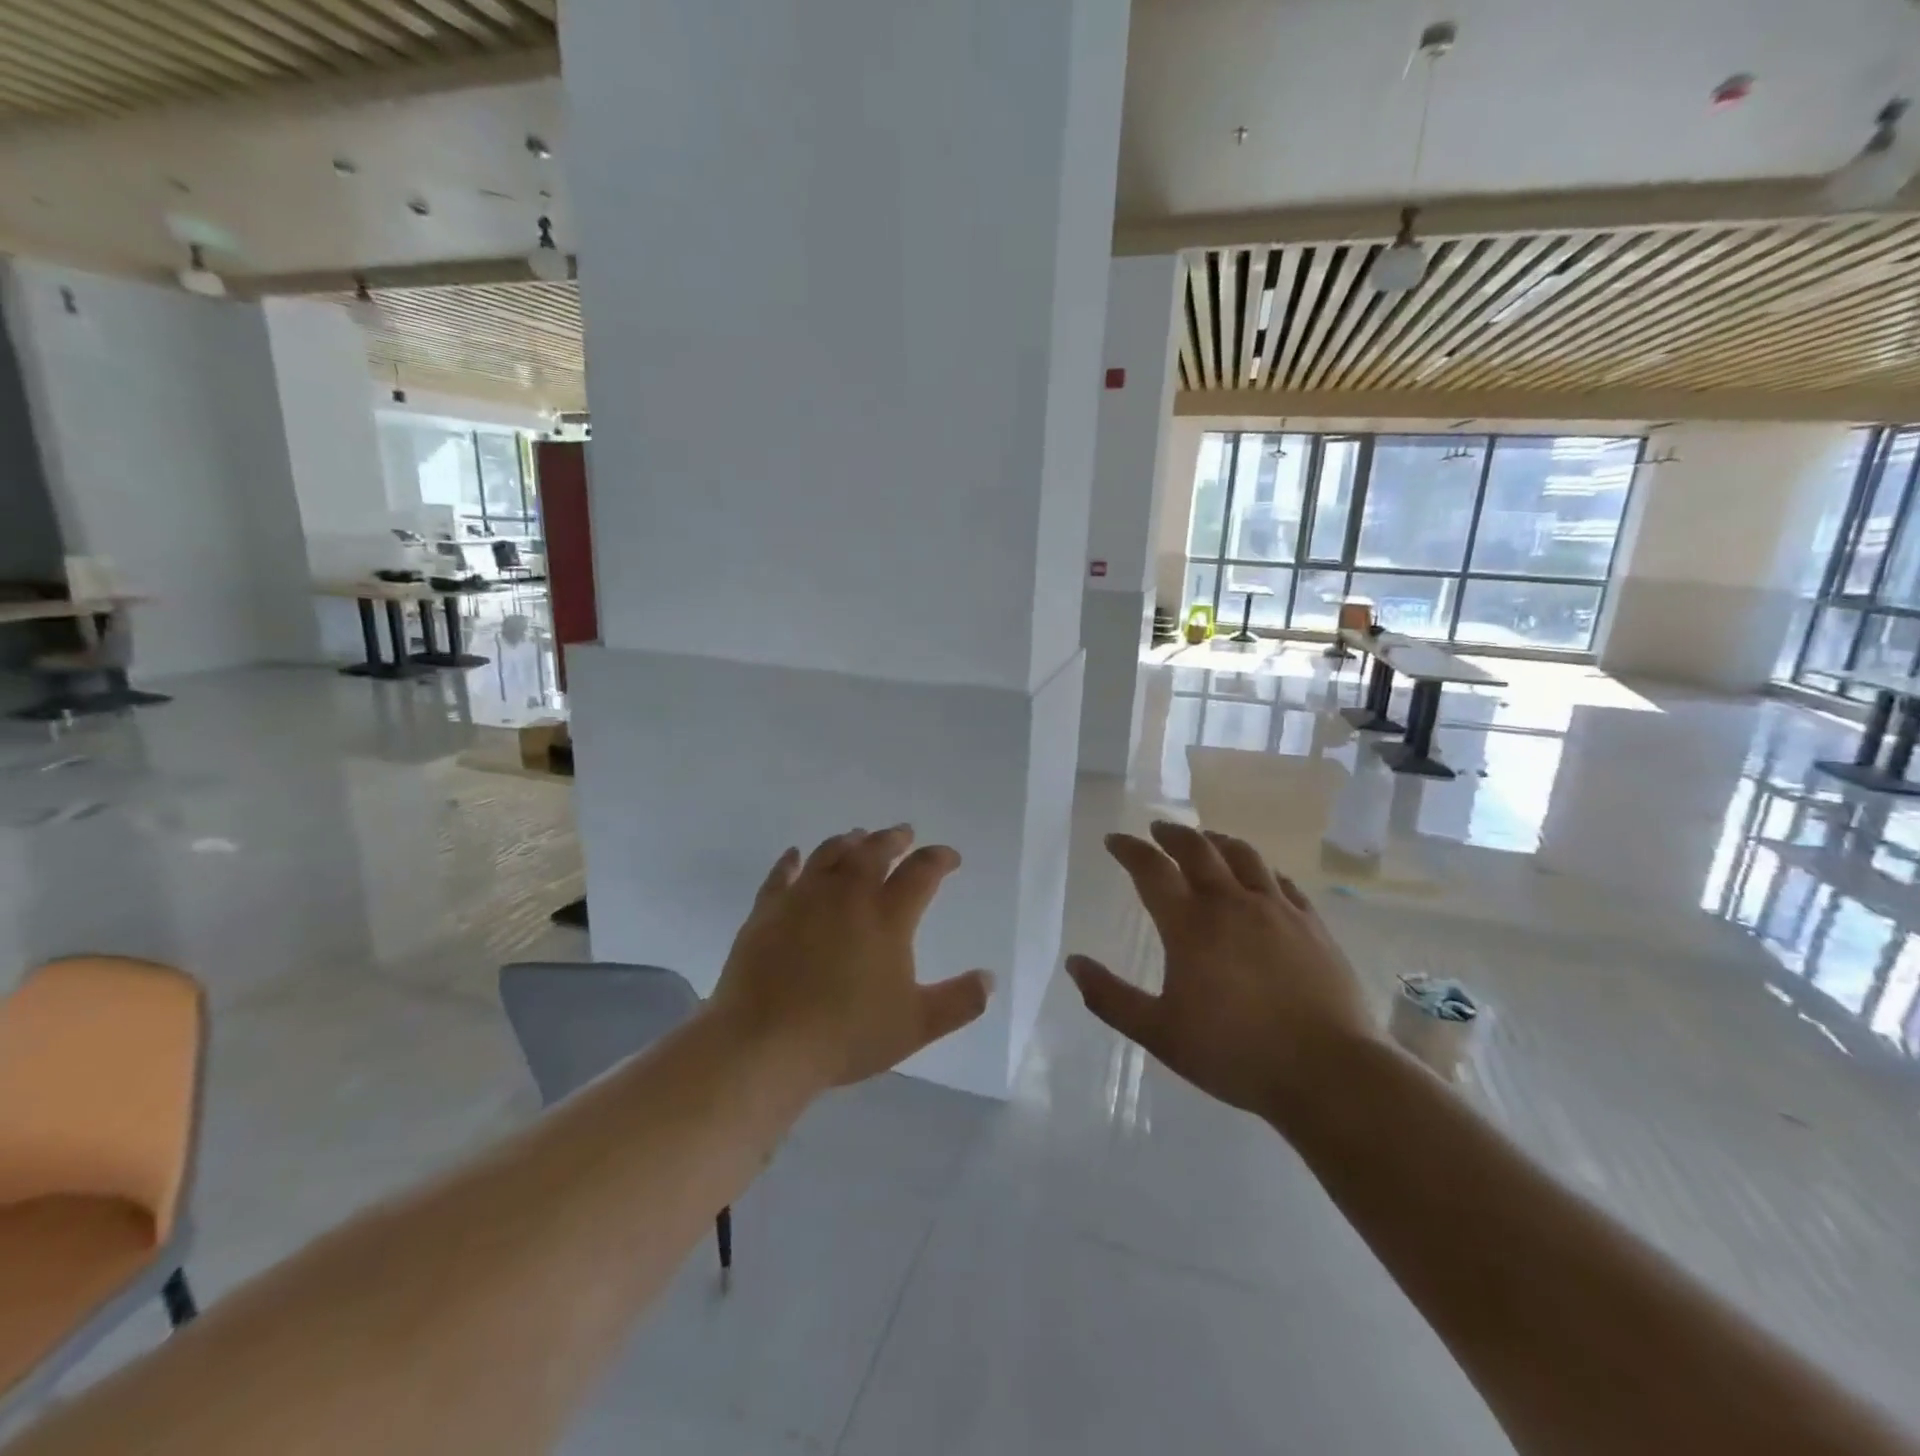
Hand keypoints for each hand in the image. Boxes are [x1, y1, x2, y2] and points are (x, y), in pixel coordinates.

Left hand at [711, 826, 994, 1087]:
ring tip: (858, 836)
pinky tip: (795, 855)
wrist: (766, 1042)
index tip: (950, 857)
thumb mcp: (915, 1025)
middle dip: (894, 838)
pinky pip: (781, 874)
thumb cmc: (846, 1034)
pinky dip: (791, 861)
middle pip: (874, 851)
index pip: (921, 872)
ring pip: (830, 854)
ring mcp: (803, 898)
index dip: (940, 859)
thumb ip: (958, 1001)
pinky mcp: (767, 910)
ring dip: (849, 841)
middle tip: (904, 833)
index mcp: (887, 916)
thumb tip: (990, 979)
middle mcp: (847, 895)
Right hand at [1066, 821, 1374, 1119]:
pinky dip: (1260, 869)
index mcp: (1190, 924)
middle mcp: (1231, 903)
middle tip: (1156, 829)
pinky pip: (1281, 881)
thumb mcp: (1159, 1034)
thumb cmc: (1235, 1053)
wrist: (1329, 1072)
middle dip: (1171, 833)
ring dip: (1216, 840)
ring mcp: (1276, 909)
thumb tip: (1074, 964)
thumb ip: (1111, 998)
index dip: (1128, 849)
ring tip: (1205, 839)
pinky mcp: (1311, 924)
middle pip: (1197, 849)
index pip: (1151, 869)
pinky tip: (1260, 877)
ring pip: (1243, 855)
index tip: (1114, 840)